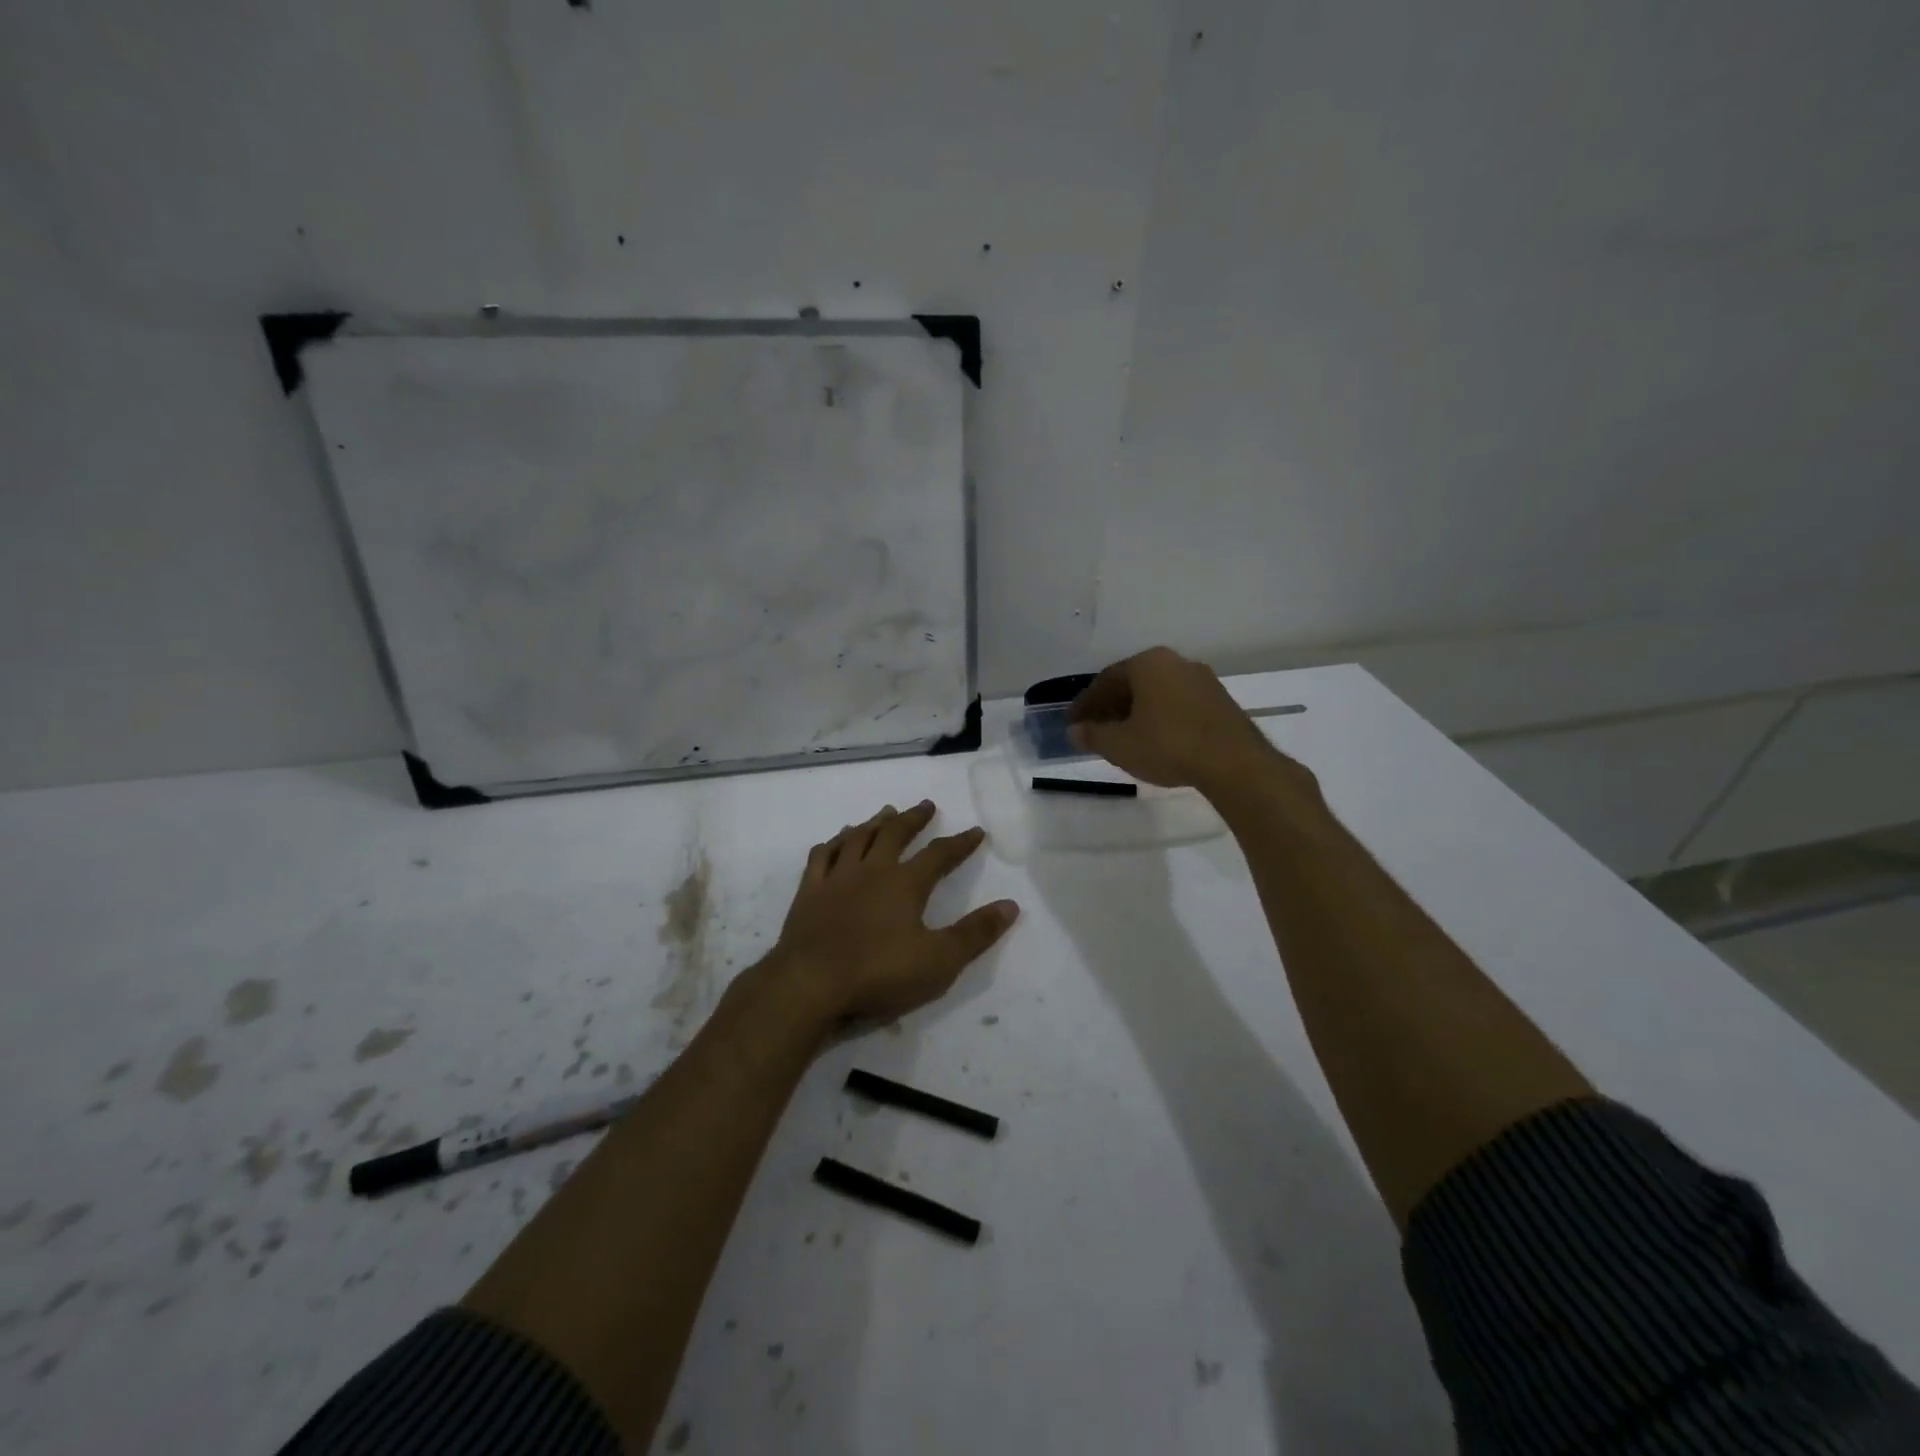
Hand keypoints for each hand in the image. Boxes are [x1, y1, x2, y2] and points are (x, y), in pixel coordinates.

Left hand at [768, 801, 1018, 1026]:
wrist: (811, 983)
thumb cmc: (879, 973)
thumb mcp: (939, 961)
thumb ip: (976, 932)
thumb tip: (1011, 905)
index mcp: (905, 884)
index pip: (939, 855)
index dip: (960, 842)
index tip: (976, 831)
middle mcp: (872, 870)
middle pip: (895, 833)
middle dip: (914, 818)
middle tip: (926, 805)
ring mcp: (837, 878)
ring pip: (858, 838)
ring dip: (875, 823)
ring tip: (886, 812)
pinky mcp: (809, 892)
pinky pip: (822, 856)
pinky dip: (833, 843)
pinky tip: (837, 840)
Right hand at [1068, 646, 1310, 799]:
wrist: (1234, 762)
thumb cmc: (1168, 745)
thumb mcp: (1120, 745)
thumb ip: (1093, 735)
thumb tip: (1075, 731)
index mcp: (1148, 663)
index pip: (1106, 679)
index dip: (1086, 704)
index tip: (1073, 723)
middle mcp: (1176, 662)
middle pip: (1134, 683)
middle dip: (1112, 707)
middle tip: (1096, 730)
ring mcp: (1203, 680)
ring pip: (1158, 693)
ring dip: (1137, 713)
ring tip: (1124, 738)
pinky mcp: (1221, 702)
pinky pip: (1179, 705)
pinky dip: (1161, 719)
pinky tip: (1156, 740)